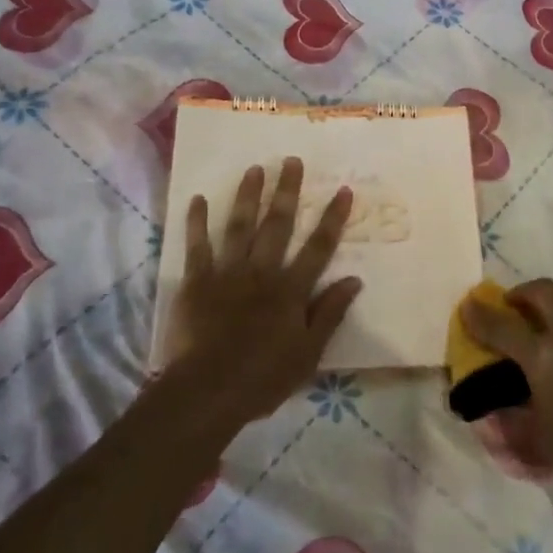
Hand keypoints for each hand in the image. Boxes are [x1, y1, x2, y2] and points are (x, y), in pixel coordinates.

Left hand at [161, 157, 361, 437]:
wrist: (207, 391)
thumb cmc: (263, 378)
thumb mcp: (309, 354)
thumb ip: (330, 313)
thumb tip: (355, 280)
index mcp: (291, 290)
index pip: (318, 247)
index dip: (332, 218)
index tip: (342, 190)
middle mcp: (262, 272)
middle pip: (278, 225)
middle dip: (287, 191)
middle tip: (292, 161)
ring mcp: (227, 273)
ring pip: (240, 226)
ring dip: (248, 196)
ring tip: (255, 168)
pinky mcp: (197, 282)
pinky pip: (197, 246)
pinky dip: (197, 222)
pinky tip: (198, 199)